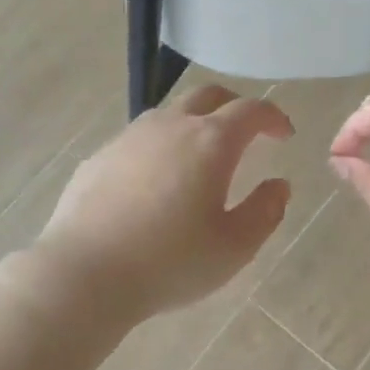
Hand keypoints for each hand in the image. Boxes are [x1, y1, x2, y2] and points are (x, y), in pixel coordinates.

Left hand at [33, 85, 292, 322]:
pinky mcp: (99, 157)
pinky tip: (155, 182)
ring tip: (200, 157)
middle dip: (234, 106)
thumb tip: (278, 185)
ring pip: (169, 113)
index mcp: (210, 142)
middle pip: (208, 95)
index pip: (251, 110)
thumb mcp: (234, 248)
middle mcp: (170, 126)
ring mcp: (129, 138)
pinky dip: (159, 147)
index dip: (273, 117)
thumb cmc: (170, 262)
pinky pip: (138, 139)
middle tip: (247, 130)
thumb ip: (265, 212)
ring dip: (193, 123)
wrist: (85, 273)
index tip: (284, 134)